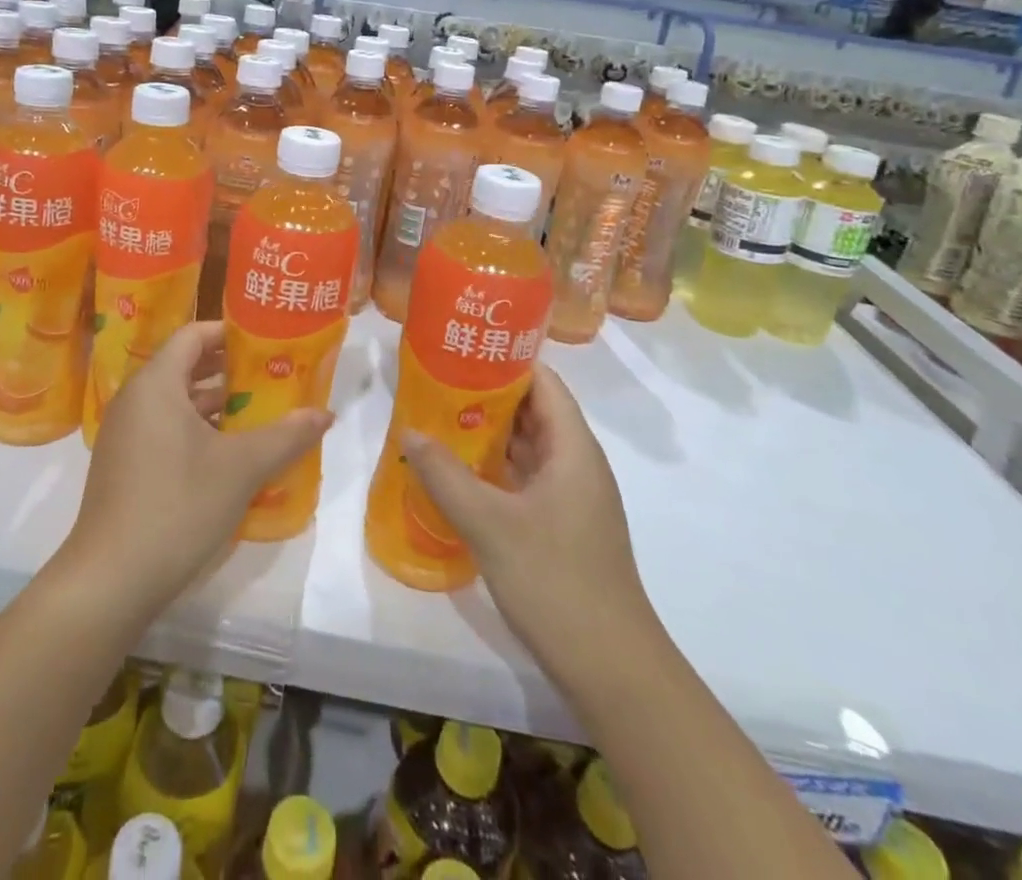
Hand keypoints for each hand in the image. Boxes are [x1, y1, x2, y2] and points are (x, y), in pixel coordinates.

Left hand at [61, 322, 331, 618]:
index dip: (230, 333)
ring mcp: (125, 434)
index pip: (193, 334)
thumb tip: (325, 414)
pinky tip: (229, 455)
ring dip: (217, 405)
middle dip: (230, 371)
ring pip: (176, 402)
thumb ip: (286, 435)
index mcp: (156, 383)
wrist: (110, 580)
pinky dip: (197, 430)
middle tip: (272, 377)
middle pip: (186, 366)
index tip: (267, 343)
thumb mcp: (241, 468)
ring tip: (261, 414)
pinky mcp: (123, 465)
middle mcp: (135, 399)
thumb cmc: (177, 505)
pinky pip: (165, 429)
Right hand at [403, 363, 660, 680]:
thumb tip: (409, 432)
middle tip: (436, 385)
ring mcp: (572, 499)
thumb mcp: (490, 524)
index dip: (505, 361)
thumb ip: (445, 474)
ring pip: (528, 449)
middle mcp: (577, 464)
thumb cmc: (556, 581)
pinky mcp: (563, 528)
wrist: (612, 670)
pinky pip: (526, 480)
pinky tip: (459, 475)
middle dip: (486, 396)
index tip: (461, 351)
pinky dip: (495, 470)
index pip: (543, 382)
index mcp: (573, 448)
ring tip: (439, 421)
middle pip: (533, 412)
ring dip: (488, 435)